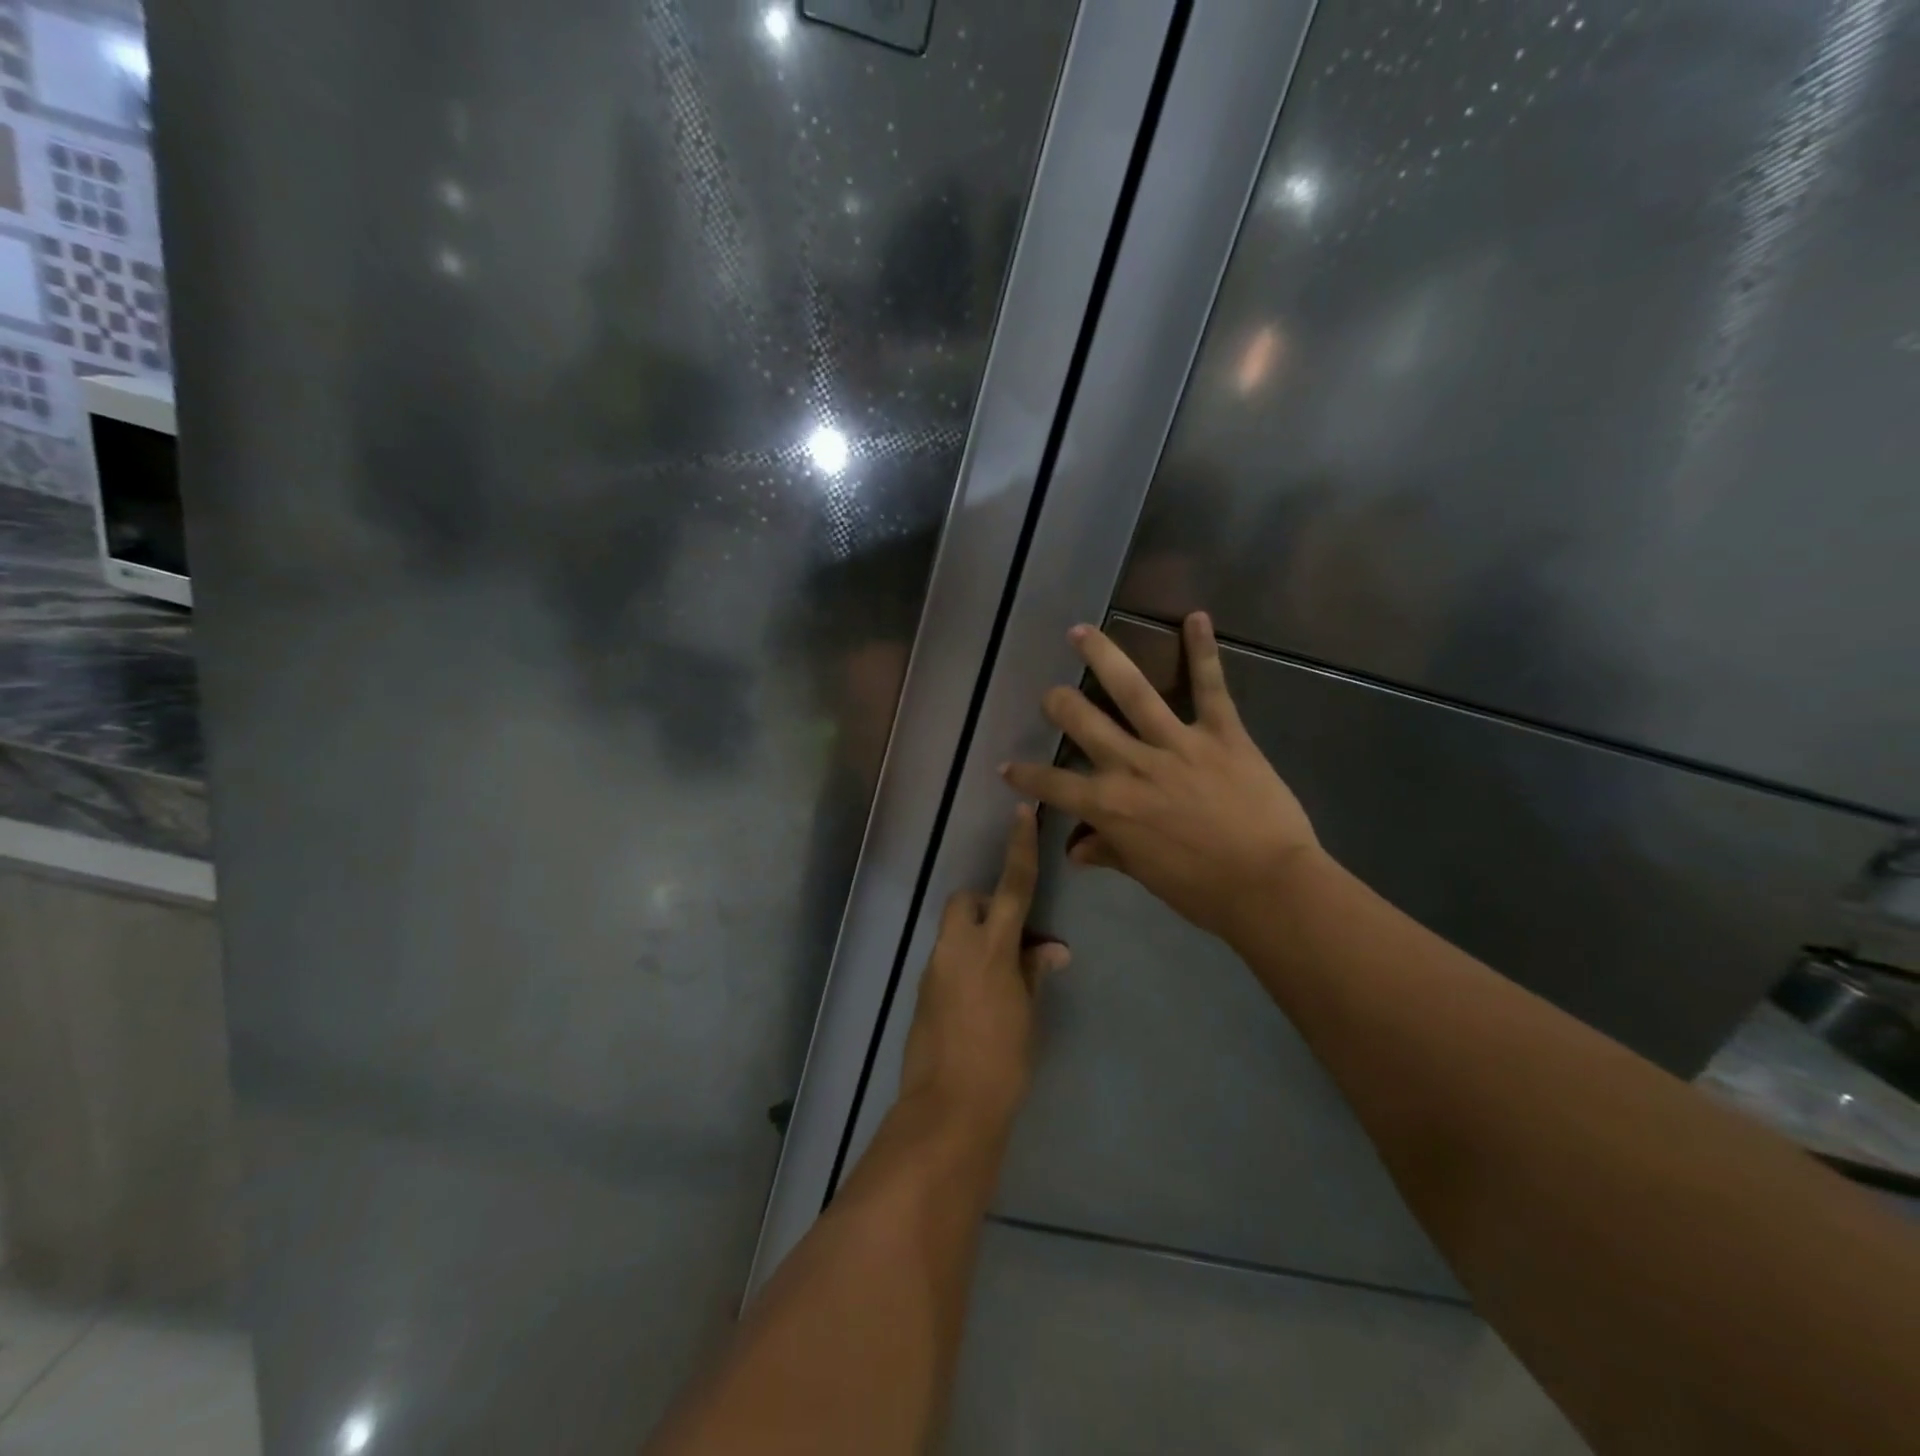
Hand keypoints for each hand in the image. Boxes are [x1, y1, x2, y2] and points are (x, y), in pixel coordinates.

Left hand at [898, 805, 1070, 1131]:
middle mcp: (956, 949)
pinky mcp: (922, 992)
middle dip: (985, 906)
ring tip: (1003, 979)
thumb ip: (1034, 973)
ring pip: (954, 932)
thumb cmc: (1003, 1062)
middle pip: (965, 902)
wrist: (949, 1110)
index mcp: (991, 948)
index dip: (1019, 848)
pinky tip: (982, 1001)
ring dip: (976, 939)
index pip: (1011, 886)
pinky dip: (964, 964)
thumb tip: (1051, 949)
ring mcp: (934, 970)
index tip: (1021, 814)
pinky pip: (946, 960)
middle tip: (1011, 938)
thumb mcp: (1028, 1015)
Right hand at [1002, 612, 1320, 945]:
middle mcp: (1133, 765)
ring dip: (1103, 657)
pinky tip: (1195, 616)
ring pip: (1131, 690)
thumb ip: (1109, 852)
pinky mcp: (1221, 733)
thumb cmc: (1203, 890)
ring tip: (1081, 632)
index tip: (1006, 766)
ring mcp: (1176, 744)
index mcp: (1111, 805)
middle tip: (1052, 694)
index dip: (1024, 776)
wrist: (1270, 886)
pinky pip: (1210, 687)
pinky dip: (1203, 651)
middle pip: (1082, 722)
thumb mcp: (1146, 875)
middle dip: (1059, 704)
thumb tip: (1076, 850)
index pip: (1053, 785)